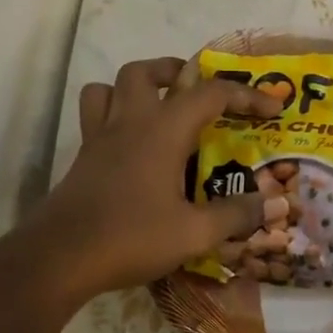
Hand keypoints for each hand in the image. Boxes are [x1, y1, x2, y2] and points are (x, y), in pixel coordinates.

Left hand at [7, 57, 282, 305]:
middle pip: (147, 72)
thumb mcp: (194, 233)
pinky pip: (96, 115)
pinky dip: (116, 114)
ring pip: (111, 87)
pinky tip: (134, 145)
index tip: (272, 109)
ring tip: (161, 108)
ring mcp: (99, 139)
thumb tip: (273, 205)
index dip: (246, 95)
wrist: (58, 259)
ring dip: (138, 87)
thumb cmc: (131, 238)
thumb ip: (235, 215)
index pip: (210, 94)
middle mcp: (129, 123)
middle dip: (179, 74)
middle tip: (202, 95)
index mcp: (162, 132)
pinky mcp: (83, 158)